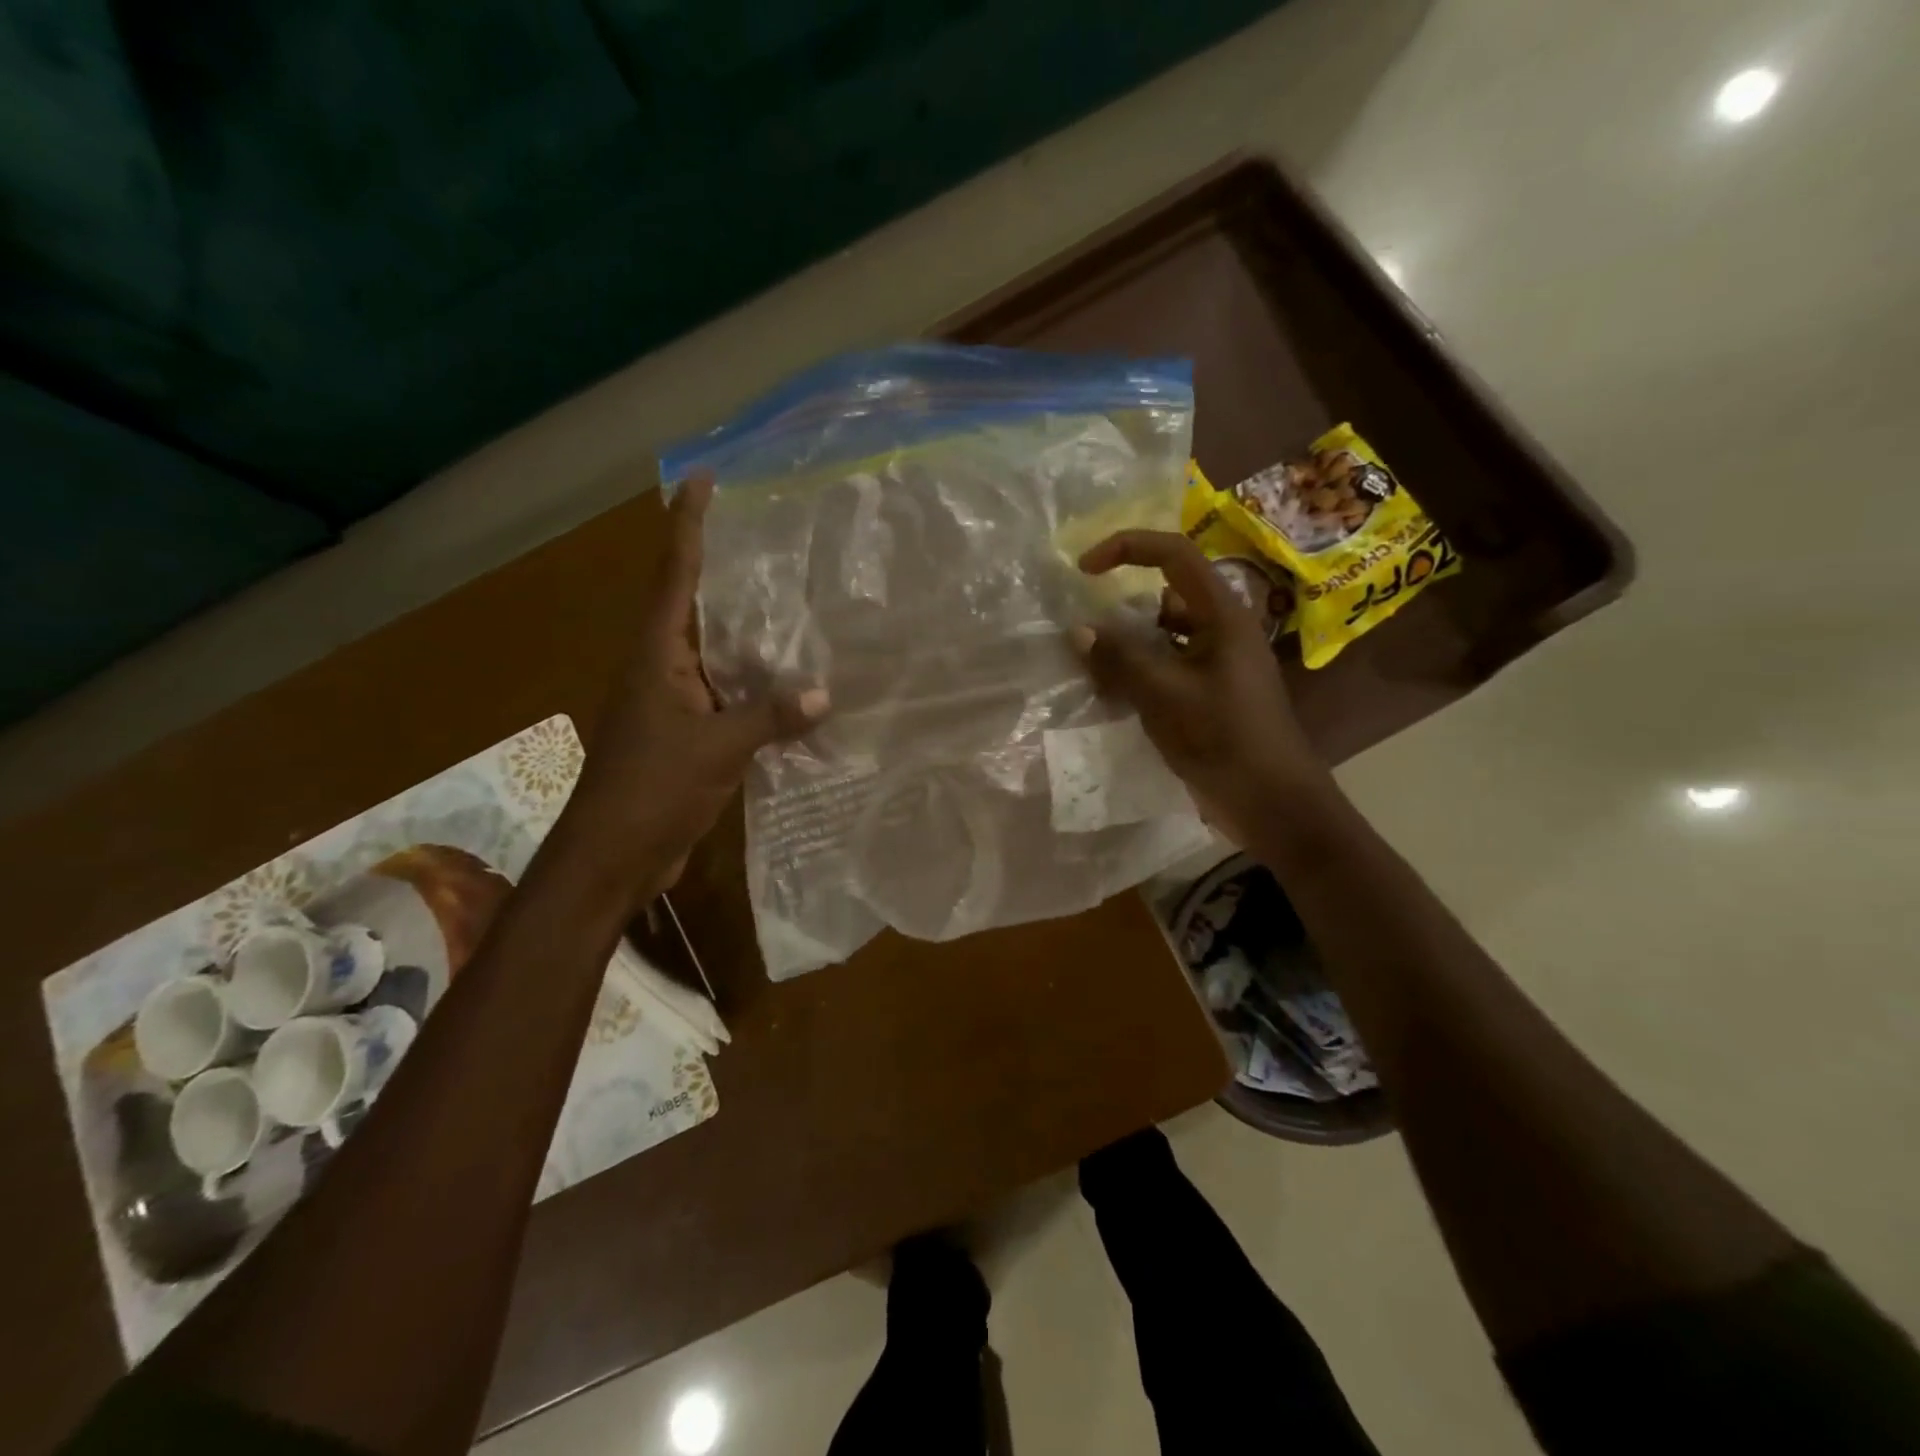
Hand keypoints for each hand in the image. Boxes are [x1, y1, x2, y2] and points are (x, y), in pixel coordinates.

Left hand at [565, 477, 827, 902]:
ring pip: (717, 655)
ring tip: (796, 604)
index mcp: (657, 656)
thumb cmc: (651, 790)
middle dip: (726, 570)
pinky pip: (728, 697)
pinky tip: (793, 687)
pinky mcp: (689, 736)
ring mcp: (675, 704)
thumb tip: (825, 693)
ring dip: (749, 634)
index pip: (675, 575)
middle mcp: (663, 669)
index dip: (688, 525)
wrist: (613, 857)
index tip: (703, 480)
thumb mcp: (716, 749)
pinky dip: (758, 688)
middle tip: (771, 538)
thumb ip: (770, 717)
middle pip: (695, 606)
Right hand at [1073, 530, 1330, 846]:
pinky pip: (1164, 670)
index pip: (1174, 555)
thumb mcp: (1167, 696)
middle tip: (1082, 634)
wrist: (1273, 803)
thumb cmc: (1226, 739)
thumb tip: (1078, 631)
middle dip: (1119, 609)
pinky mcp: (1207, 695)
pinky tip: (1109, 697)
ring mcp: (1214, 665)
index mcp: (1222, 616)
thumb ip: (1121, 661)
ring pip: (1160, 637)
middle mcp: (1220, 631)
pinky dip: (1135, 676)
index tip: (1085, 569)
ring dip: (1124, 648)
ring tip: (1089, 670)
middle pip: (1163, 598)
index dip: (1128, 548)